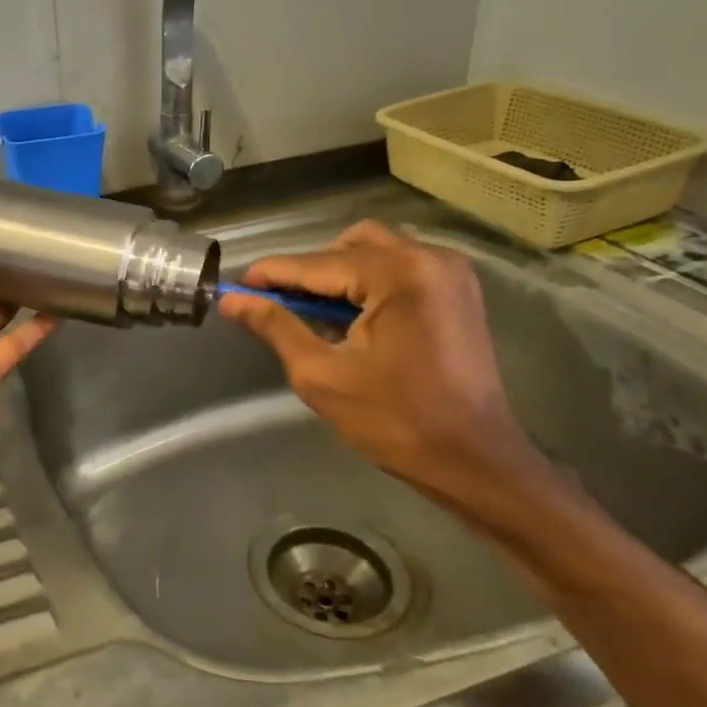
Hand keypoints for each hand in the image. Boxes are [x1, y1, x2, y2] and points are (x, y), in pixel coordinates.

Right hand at [217, 221, 556, 521]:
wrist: (474, 460)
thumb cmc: (394, 421)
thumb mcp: (321, 374)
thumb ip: (276, 326)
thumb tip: (232, 300)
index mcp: (397, 275)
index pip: (317, 264)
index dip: (271, 274)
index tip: (234, 287)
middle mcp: (428, 258)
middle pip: (347, 246)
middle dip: (307, 272)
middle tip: (277, 306)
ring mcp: (450, 271)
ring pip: (374, 250)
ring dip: (338, 273)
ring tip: (315, 313)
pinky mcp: (458, 289)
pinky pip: (400, 265)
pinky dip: (368, 280)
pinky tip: (352, 316)